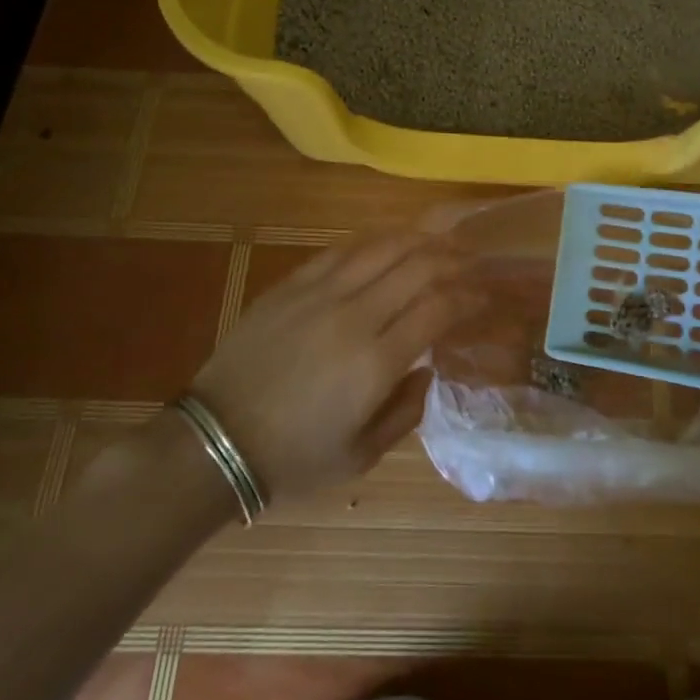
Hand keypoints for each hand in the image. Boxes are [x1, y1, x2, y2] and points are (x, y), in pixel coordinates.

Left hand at [190, 233, 480, 502]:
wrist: (214, 441)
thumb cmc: (292, 459)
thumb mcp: (360, 457)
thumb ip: (406, 412)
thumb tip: (428, 368)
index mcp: (375, 363)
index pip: (438, 309)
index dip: (468, 298)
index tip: (484, 297)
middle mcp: (354, 316)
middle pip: (418, 267)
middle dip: (453, 260)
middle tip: (471, 264)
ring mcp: (320, 294)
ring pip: (383, 247)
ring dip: (420, 240)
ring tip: (440, 243)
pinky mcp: (293, 284)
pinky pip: (343, 249)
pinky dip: (375, 242)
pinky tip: (390, 242)